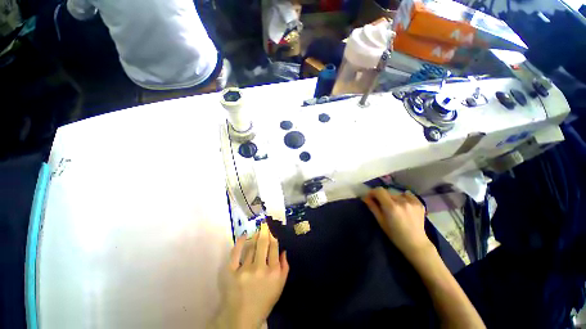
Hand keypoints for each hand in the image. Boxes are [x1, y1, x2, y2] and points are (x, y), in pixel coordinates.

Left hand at [211, 223, 288, 328]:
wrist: (242, 317)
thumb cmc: (264, 301)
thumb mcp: (280, 286)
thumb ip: (284, 267)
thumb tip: (284, 250)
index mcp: (273, 272)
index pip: (274, 248)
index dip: (273, 236)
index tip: (272, 230)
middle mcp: (260, 268)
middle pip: (263, 244)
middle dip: (264, 231)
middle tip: (264, 224)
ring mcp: (245, 270)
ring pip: (251, 247)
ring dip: (255, 236)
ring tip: (257, 230)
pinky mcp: (231, 272)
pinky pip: (235, 253)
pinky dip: (239, 242)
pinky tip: (244, 235)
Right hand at [363, 187, 432, 259]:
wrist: (415, 243)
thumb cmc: (395, 235)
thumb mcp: (381, 221)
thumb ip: (373, 207)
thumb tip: (365, 197)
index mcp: (391, 207)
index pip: (379, 190)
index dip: (373, 192)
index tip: (370, 197)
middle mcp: (402, 201)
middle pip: (387, 192)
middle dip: (382, 197)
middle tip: (381, 204)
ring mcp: (412, 202)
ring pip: (396, 194)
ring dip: (392, 198)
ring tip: (393, 207)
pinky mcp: (419, 203)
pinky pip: (408, 195)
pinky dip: (403, 197)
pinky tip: (403, 205)